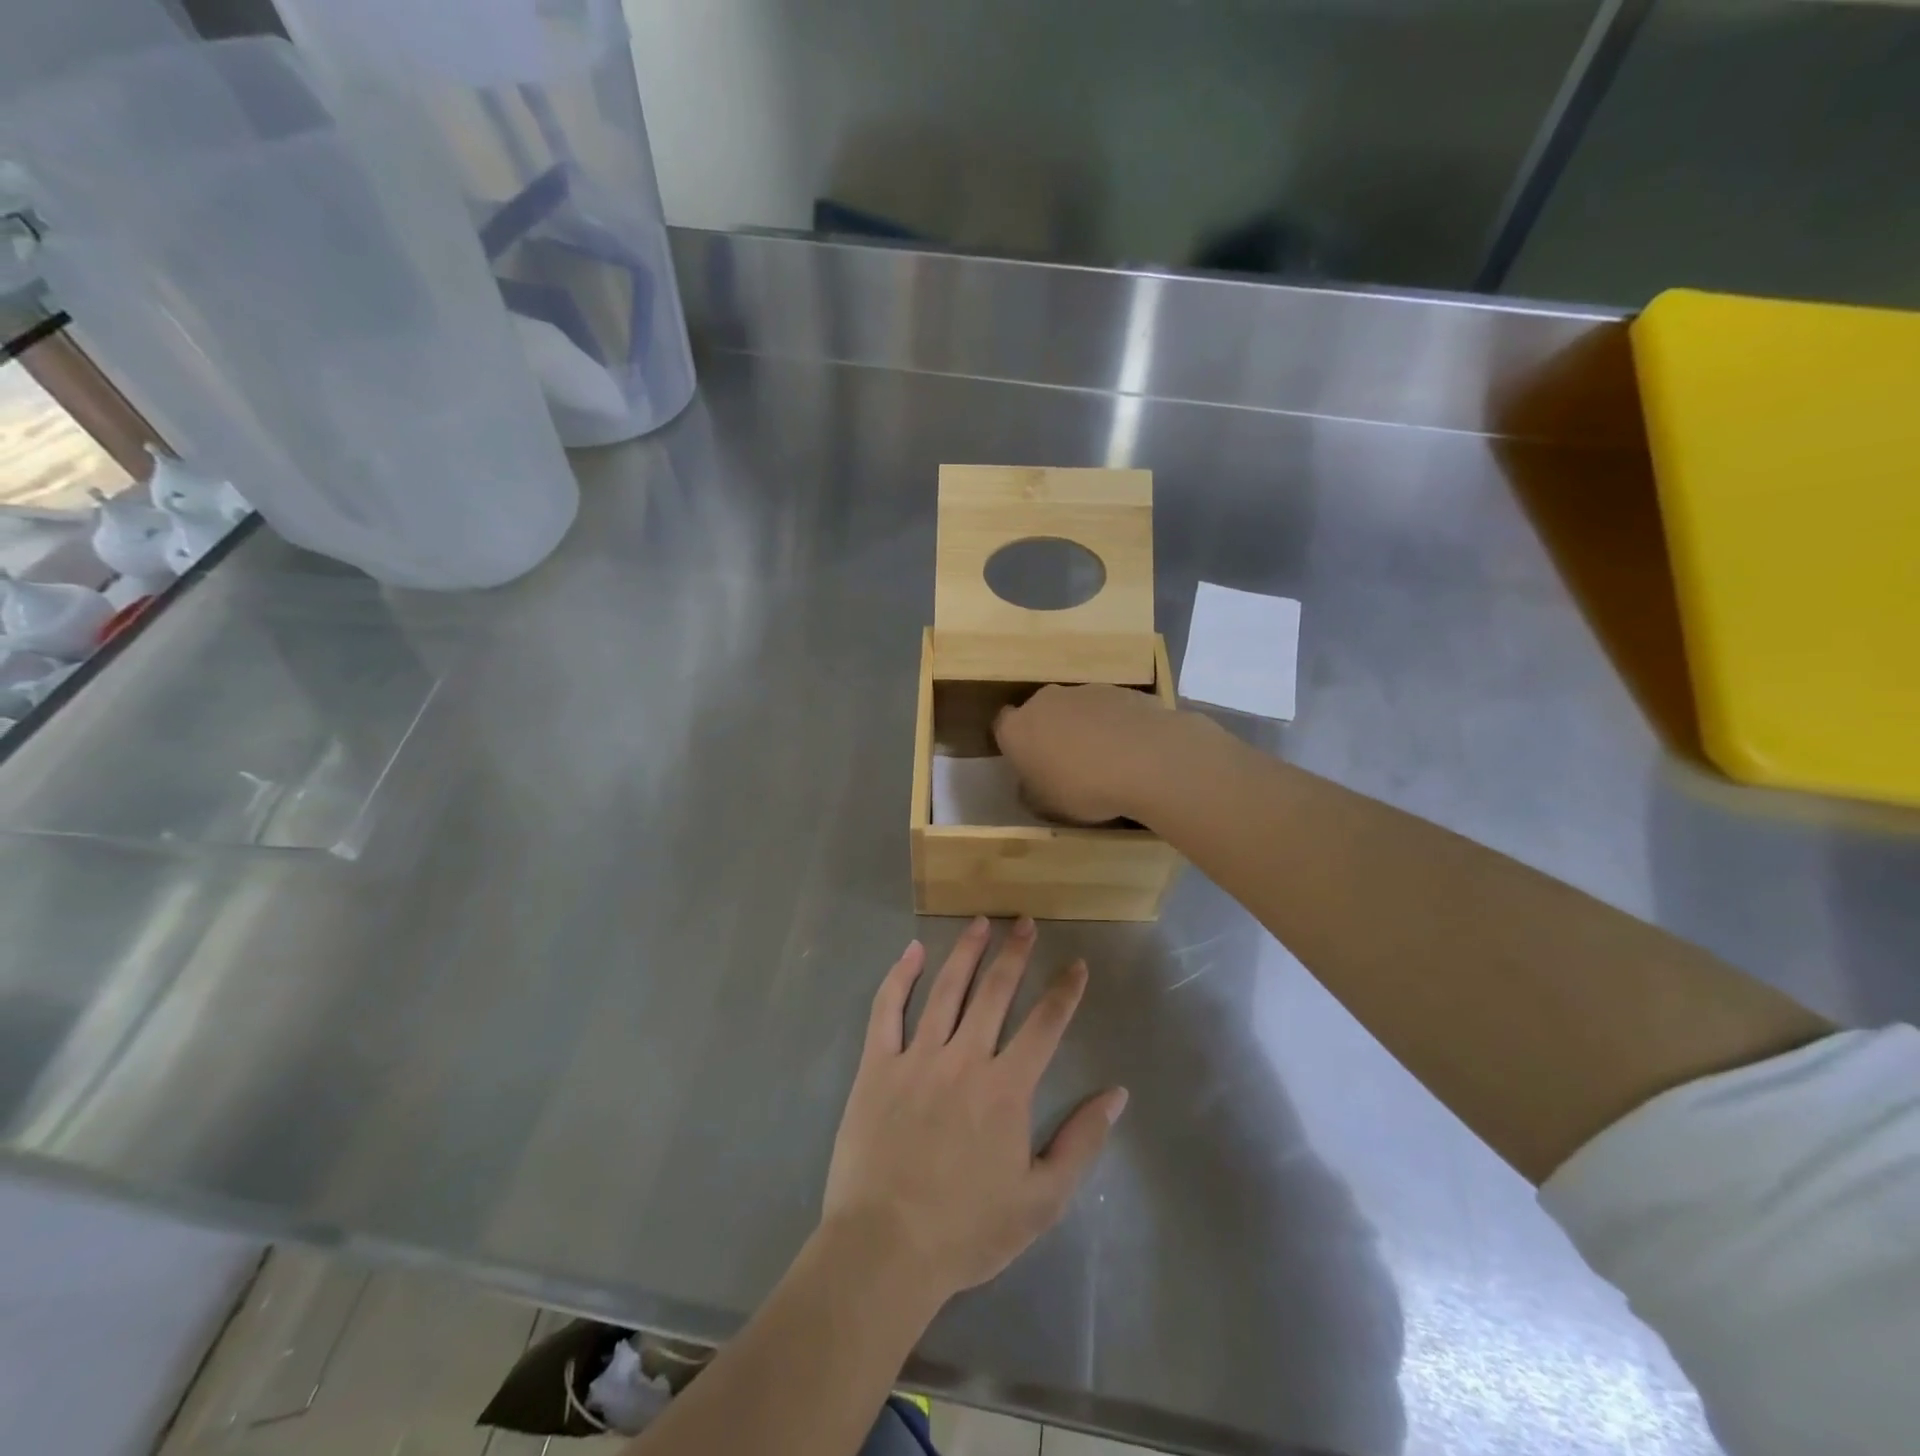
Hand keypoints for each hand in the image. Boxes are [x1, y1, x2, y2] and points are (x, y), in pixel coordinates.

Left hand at [822, 918, 1127, 1303]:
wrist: (884, 1249)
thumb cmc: (967, 1230)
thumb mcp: (1041, 1200)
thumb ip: (1081, 1142)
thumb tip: (1117, 1094)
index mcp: (1006, 1088)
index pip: (1045, 1025)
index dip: (1064, 991)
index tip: (1076, 964)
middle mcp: (965, 1058)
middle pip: (995, 992)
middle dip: (1014, 953)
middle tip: (1025, 921)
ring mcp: (917, 1057)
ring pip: (947, 989)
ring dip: (967, 951)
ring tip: (981, 922)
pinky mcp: (878, 1066)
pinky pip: (888, 1009)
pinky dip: (901, 976)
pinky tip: (913, 951)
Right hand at [994, 683, 1200, 825]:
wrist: (1147, 760)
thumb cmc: (1083, 789)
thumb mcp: (1047, 807)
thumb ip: (1032, 792)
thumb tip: (1031, 786)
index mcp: (1017, 728)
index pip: (1003, 726)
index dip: (1015, 744)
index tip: (1030, 763)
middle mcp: (1046, 701)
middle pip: (1042, 713)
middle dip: (1051, 733)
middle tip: (1068, 764)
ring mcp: (1087, 691)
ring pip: (1079, 709)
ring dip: (1086, 728)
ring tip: (1109, 761)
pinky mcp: (1124, 690)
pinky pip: (1113, 711)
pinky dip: (1118, 726)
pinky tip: (1135, 752)